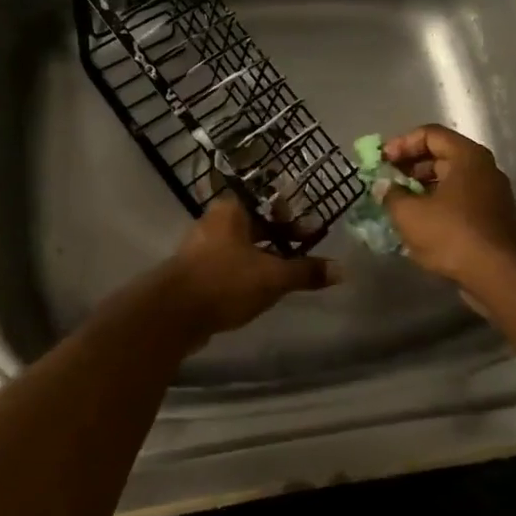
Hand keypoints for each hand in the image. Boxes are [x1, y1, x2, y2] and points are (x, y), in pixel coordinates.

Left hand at [164, 196, 337, 336]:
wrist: (173, 314)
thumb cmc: (226, 281)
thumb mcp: (272, 277)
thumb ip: (306, 272)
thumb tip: (342, 270)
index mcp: (230, 210)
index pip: (266, 201)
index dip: (289, 213)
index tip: (309, 229)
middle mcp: (213, 222)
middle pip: (254, 224)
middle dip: (280, 237)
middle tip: (304, 250)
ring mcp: (200, 248)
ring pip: (241, 246)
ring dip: (263, 257)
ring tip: (287, 273)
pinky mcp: (194, 272)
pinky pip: (227, 265)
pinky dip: (246, 272)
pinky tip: (260, 290)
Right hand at [379, 124, 515, 285]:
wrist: (498, 276)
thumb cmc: (452, 234)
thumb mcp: (409, 213)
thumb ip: (391, 194)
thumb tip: (384, 187)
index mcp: (467, 156)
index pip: (429, 134)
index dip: (401, 144)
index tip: (382, 162)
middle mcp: (483, 168)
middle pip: (440, 156)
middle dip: (409, 167)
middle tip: (386, 182)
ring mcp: (491, 194)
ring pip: (449, 180)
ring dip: (420, 188)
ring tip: (397, 204)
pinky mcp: (492, 218)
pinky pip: (458, 201)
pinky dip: (436, 205)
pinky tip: (417, 224)